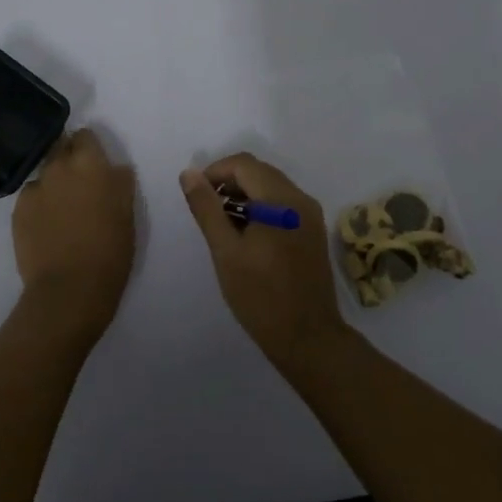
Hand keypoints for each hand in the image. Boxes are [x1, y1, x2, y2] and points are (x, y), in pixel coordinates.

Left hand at [12, 129, 137, 346]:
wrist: (69, 290)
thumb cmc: (110, 250)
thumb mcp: (127, 214)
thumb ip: (119, 183)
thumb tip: (114, 169)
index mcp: (90, 164)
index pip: (85, 135)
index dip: (90, 147)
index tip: (96, 163)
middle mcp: (58, 168)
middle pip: (60, 148)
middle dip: (69, 158)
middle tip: (80, 184)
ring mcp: (34, 188)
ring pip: (44, 173)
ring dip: (53, 182)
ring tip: (62, 208)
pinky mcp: (17, 211)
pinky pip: (31, 197)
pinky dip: (39, 204)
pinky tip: (47, 226)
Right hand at [180, 153, 347, 373]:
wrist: (308, 337)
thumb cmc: (260, 296)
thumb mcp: (225, 251)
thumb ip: (206, 208)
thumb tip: (188, 173)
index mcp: (281, 200)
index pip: (243, 164)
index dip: (215, 171)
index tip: (195, 194)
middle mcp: (301, 199)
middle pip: (259, 171)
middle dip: (229, 181)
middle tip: (206, 208)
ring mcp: (310, 215)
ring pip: (271, 186)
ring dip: (244, 194)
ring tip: (221, 222)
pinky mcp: (312, 230)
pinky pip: (283, 203)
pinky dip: (261, 207)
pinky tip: (245, 232)